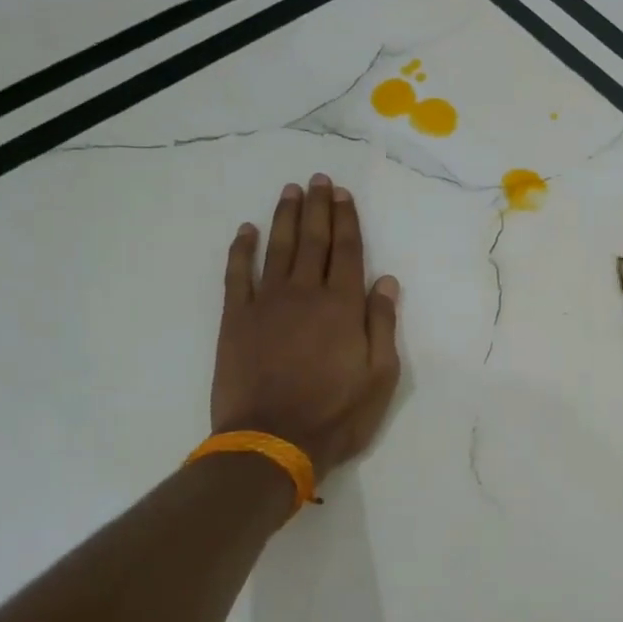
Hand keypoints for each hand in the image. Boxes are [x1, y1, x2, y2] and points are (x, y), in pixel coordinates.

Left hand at [212, 175, 401, 483]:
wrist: (272, 441)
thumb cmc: (336, 415)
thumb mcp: (380, 377)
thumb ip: (382, 325)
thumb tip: (386, 281)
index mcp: (343, 306)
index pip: (348, 252)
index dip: (346, 220)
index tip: (343, 195)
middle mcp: (306, 293)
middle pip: (313, 241)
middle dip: (317, 208)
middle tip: (318, 180)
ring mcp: (267, 304)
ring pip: (277, 249)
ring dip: (284, 217)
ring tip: (290, 191)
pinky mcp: (236, 320)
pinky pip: (238, 275)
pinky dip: (241, 250)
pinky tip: (246, 231)